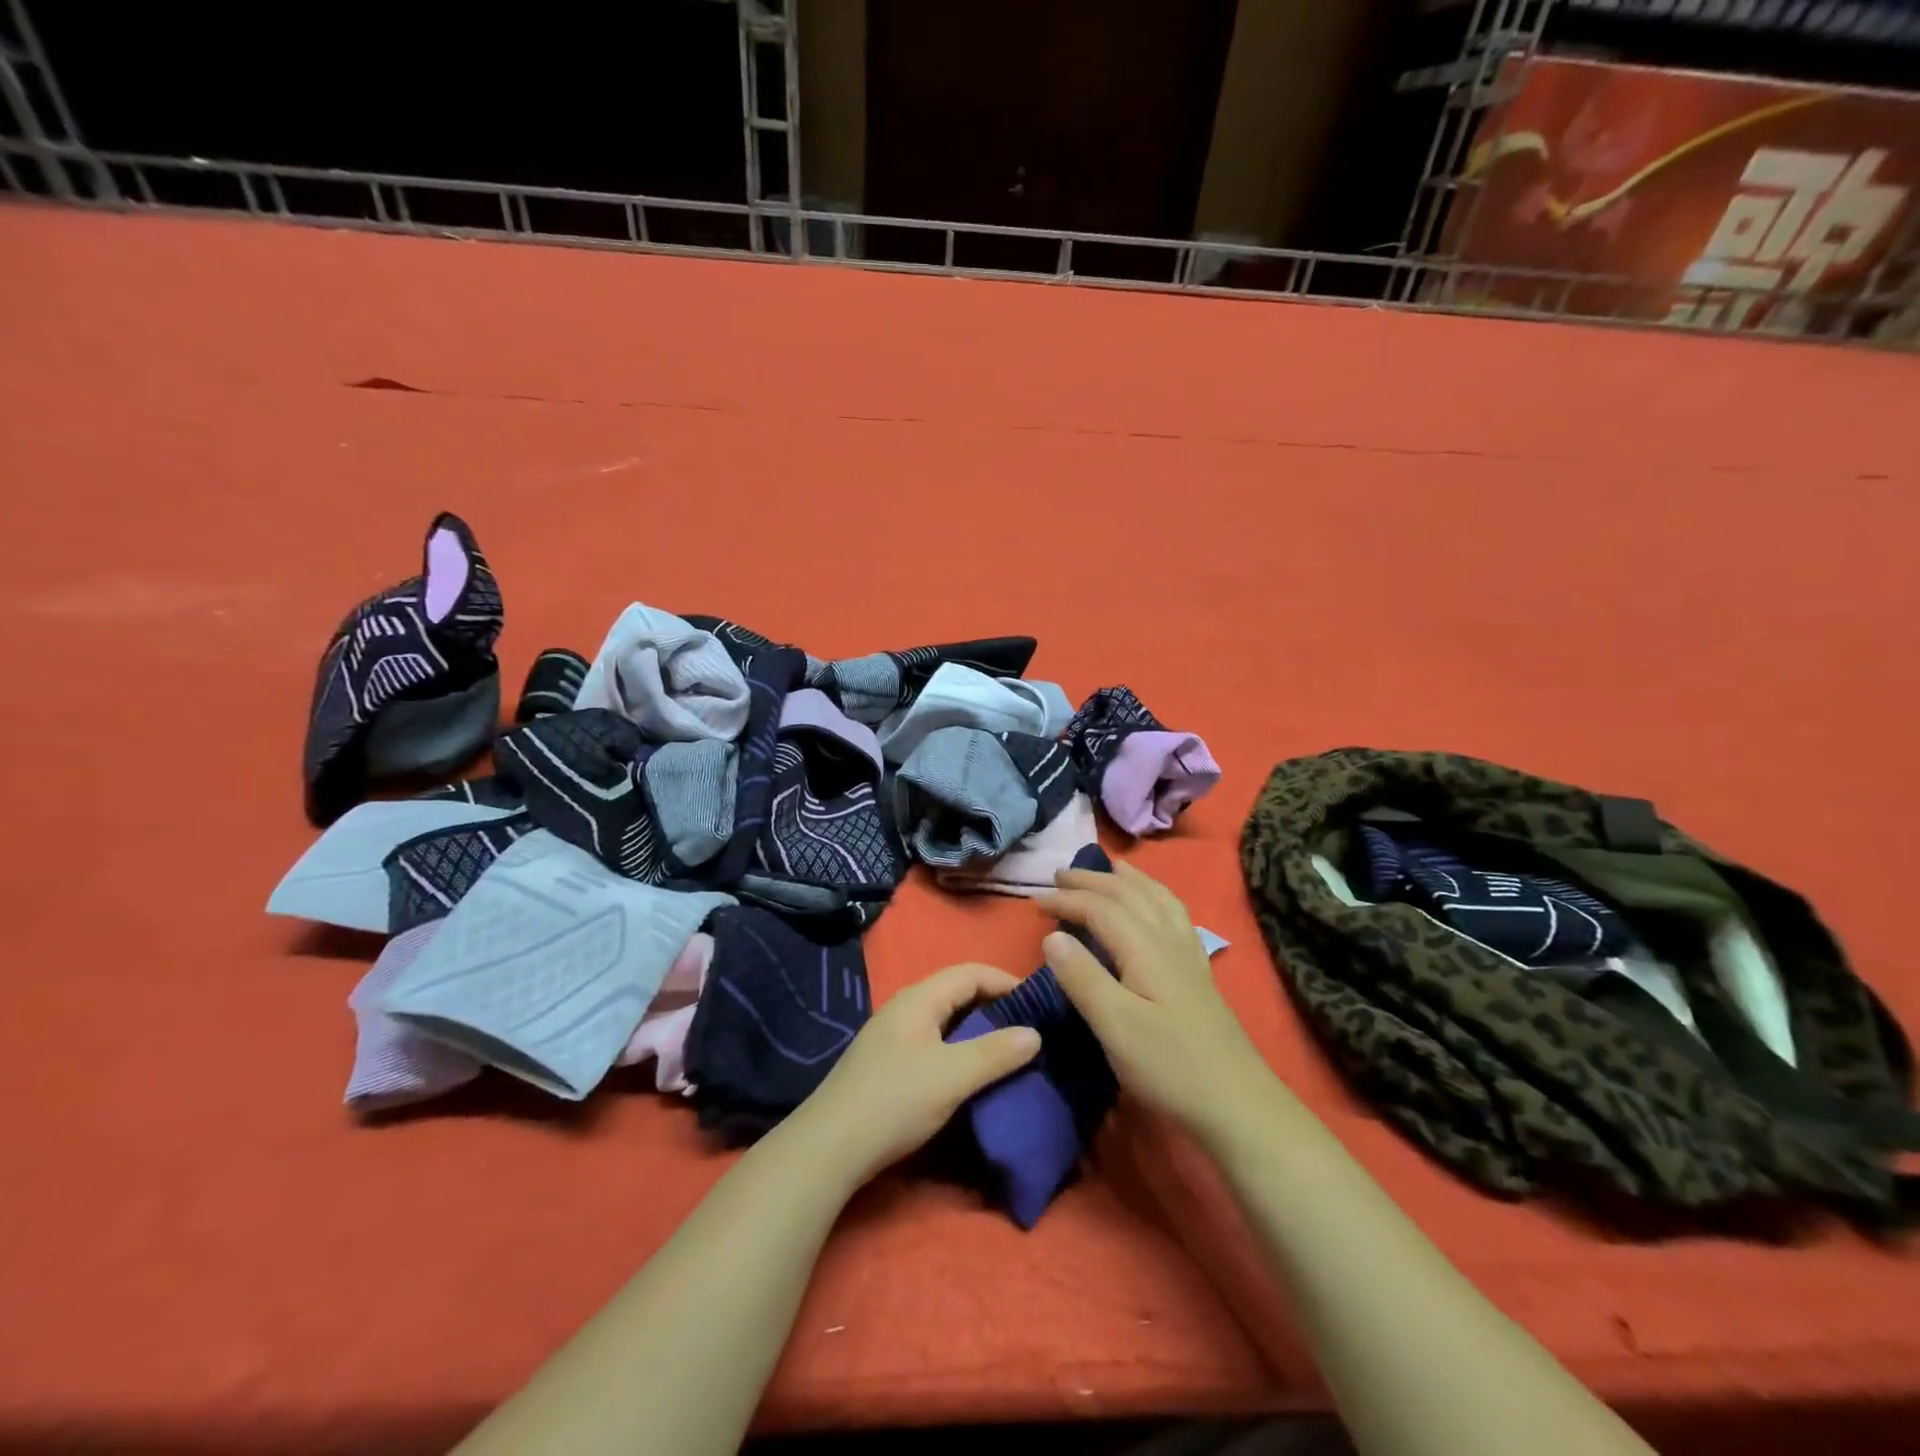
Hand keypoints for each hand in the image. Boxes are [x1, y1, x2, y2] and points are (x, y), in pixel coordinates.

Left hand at [786, 963, 1042, 1186]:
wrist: (828, 1147)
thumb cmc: (894, 1101)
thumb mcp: (952, 1077)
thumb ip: (995, 1053)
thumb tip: (1034, 1033)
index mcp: (919, 998)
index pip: (970, 972)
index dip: (1006, 981)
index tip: (1038, 1004)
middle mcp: (905, 1007)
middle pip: (958, 992)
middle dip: (995, 1005)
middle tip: (1029, 1029)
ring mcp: (894, 1035)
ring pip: (946, 1018)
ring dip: (978, 1029)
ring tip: (1009, 1051)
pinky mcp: (889, 1062)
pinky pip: (935, 1040)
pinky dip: (960, 1047)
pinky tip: (972, 1072)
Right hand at [1037, 862, 1272, 1142]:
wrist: (1238, 1104)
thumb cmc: (1169, 1066)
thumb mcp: (1116, 1027)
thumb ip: (1083, 978)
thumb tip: (1052, 936)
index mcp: (1146, 949)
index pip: (1101, 908)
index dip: (1067, 899)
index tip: (1034, 901)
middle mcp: (1169, 940)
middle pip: (1129, 894)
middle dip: (1092, 880)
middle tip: (1060, 875)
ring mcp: (1188, 955)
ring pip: (1157, 898)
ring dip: (1128, 880)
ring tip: (1109, 869)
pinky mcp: (1198, 972)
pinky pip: (1175, 914)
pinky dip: (1156, 896)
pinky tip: (1154, 906)